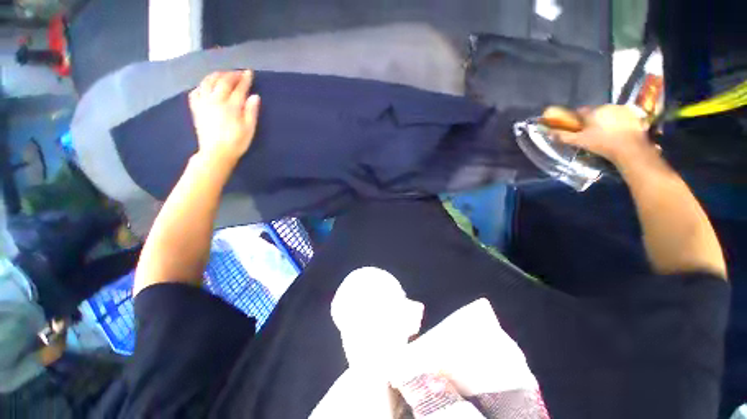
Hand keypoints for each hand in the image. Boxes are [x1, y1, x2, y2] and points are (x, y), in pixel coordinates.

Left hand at [188, 70, 259, 164]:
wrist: (216, 153)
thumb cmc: (236, 143)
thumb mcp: (249, 129)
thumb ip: (251, 112)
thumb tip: (255, 96)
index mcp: (231, 106)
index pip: (239, 88)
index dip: (244, 79)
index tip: (249, 73)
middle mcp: (216, 100)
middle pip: (223, 82)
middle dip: (232, 75)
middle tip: (238, 73)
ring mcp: (203, 103)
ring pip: (207, 82)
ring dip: (216, 75)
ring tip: (223, 74)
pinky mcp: (196, 109)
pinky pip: (196, 91)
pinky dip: (201, 85)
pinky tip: (206, 86)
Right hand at [551, 105, 654, 166]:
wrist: (630, 149)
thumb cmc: (602, 144)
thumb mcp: (579, 142)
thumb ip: (563, 136)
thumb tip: (549, 132)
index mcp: (592, 112)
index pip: (579, 111)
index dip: (576, 119)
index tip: (576, 127)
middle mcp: (606, 106)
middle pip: (594, 112)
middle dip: (591, 120)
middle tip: (591, 133)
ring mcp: (621, 109)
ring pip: (607, 113)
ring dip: (604, 120)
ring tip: (605, 133)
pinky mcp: (633, 114)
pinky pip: (620, 115)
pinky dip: (617, 121)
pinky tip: (617, 131)